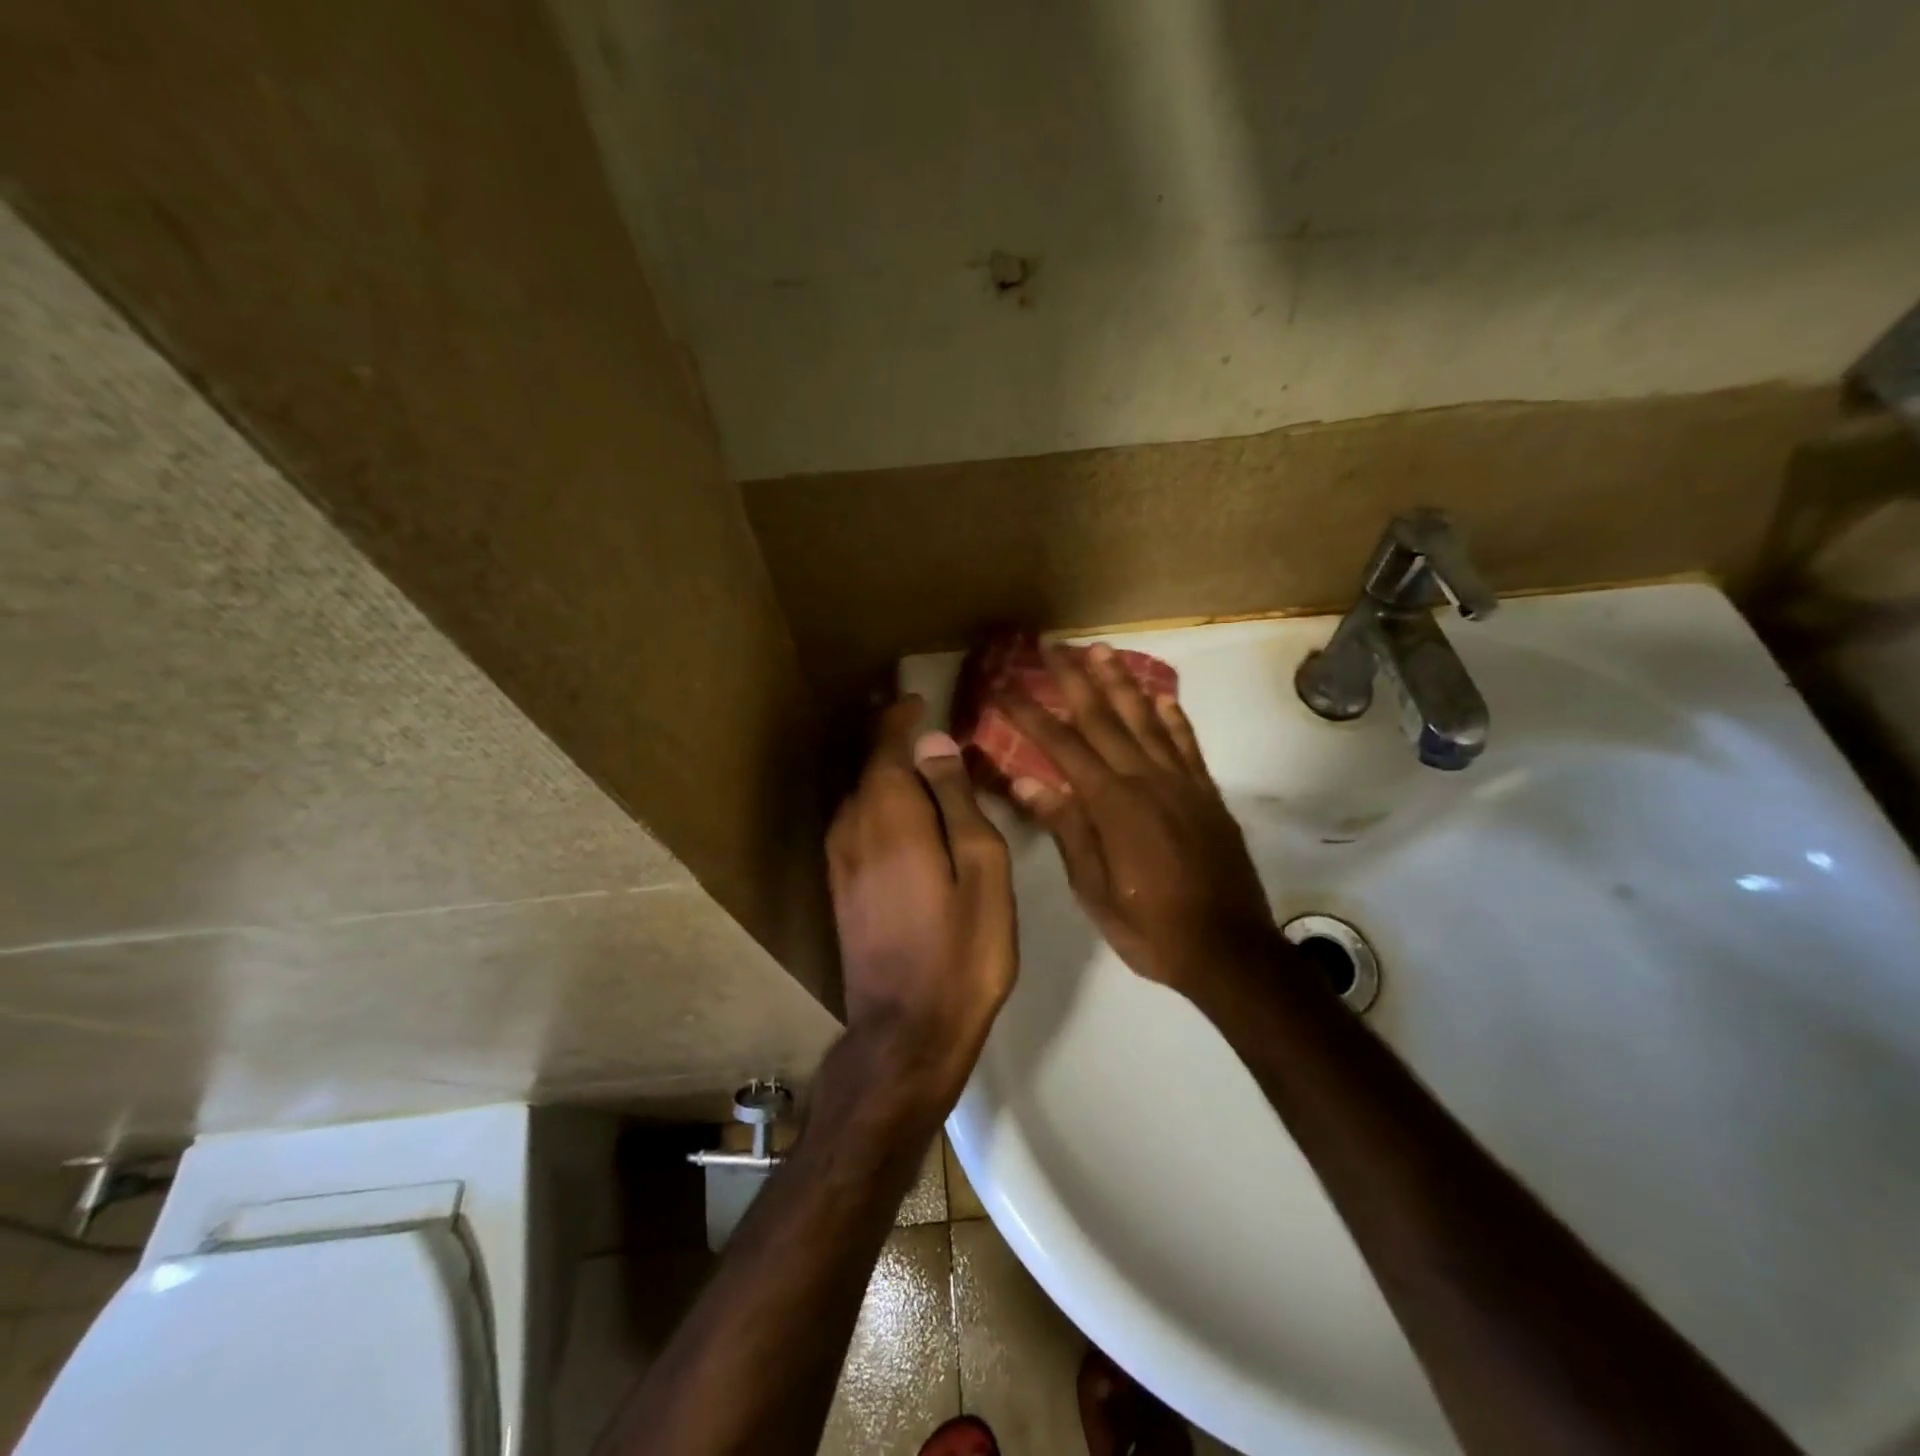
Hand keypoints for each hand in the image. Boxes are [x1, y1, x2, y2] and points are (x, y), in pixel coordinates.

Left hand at [826, 697, 1016, 1106]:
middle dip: (895, 742)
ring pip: (860, 795)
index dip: (902, 718)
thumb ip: (957, 801)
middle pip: (869, 767)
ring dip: (886, 773)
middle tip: (930, 729)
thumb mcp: (982, 869)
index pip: (887, 745)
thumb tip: (935, 743)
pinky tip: (904, 817)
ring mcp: (839, 859)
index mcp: (890, 815)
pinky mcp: (839, 887)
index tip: (922, 700)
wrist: (907, 1031)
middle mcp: (852, 827)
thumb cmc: (962, 950)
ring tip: (923, 767)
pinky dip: (878, 805)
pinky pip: (856, 823)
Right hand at [1001, 644, 1279, 993]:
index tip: (1003, 685)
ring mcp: (1181, 783)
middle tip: (1052, 645)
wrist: (1229, 950)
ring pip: (1146, 719)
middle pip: (1103, 717)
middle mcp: (1146, 779)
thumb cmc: (1150, 927)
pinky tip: (1161, 697)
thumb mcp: (1093, 889)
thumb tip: (1025, 780)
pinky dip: (1174, 717)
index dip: (1029, 712)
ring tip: (1101, 651)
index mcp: (1111, 803)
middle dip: (1073, 679)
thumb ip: (1065, 829)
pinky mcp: (1207, 794)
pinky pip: (1187, 745)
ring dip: (1121, 682)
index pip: (1060, 745)